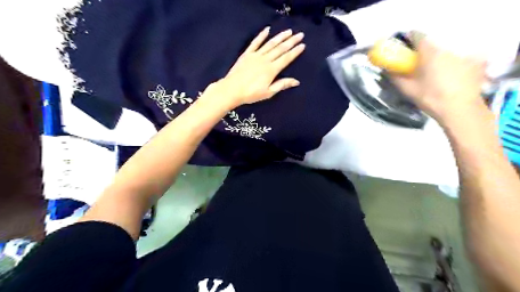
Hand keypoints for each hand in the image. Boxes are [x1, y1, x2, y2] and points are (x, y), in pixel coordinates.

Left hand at [199, 27, 305, 107]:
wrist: (232, 90)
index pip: (286, 58)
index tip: (302, 45)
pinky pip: (255, 42)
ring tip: (288, 31)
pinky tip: (267, 29)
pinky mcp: (247, 54)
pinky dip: (261, 35)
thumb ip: (282, 85)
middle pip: (280, 49)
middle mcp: (265, 60)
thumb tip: (296, 81)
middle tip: (300, 34)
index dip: (295, 52)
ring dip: (280, 37)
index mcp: (271, 70)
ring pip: (270, 44)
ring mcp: (255, 55)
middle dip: (291, 41)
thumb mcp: (268, 92)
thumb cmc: (251, 94)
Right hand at [392, 36, 489, 121]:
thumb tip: (387, 70)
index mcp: (430, 52)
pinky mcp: (475, 62)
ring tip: (431, 71)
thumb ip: (395, 77)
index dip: (408, 39)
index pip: (417, 35)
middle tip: (415, 63)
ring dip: (436, 57)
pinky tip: (448, 75)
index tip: (402, 48)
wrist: (459, 109)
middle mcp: (448, 48)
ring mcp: (463, 54)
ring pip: (445, 50)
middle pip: (432, 42)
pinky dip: (451, 63)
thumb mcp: (408, 89)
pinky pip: (459, 57)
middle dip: (422, 51)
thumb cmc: (430, 97)